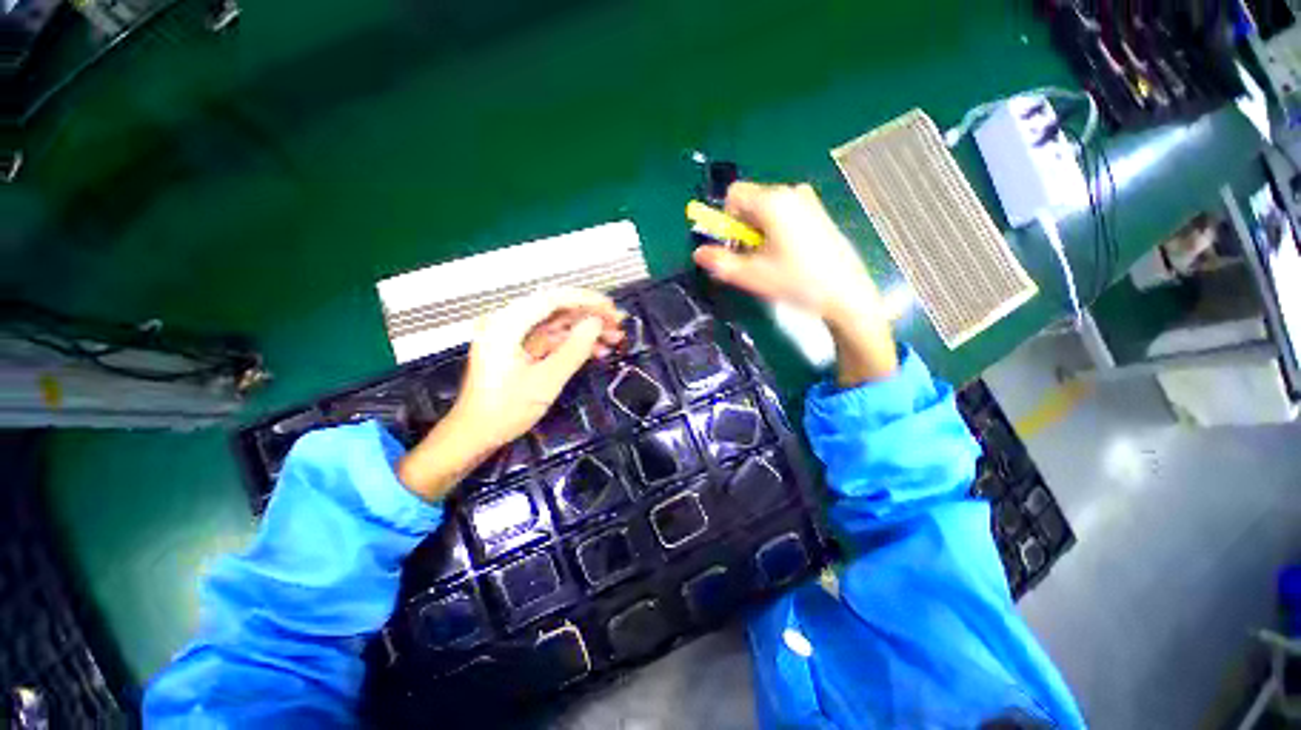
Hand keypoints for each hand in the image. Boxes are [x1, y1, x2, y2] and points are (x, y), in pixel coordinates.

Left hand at [397, 288, 623, 499]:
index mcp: (507, 325)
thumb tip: (596, 323)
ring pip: (557, 324)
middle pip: (556, 309)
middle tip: (617, 324)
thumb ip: (574, 349)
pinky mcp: (519, 348)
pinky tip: (596, 351)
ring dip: (585, 331)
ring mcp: (514, 335)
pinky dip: (573, 343)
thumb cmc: (505, 410)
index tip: (610, 308)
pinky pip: (551, 338)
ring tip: (613, 339)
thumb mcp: (546, 381)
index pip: (552, 299)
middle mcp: (508, 323)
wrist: (475, 434)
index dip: (585, 300)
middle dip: (589, 316)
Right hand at [692, 181, 897, 385]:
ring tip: (771, 261)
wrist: (846, 293)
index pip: (733, 194)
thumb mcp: (751, 275)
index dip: (726, 220)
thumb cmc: (796, 282)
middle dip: (743, 229)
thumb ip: (719, 262)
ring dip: (759, 233)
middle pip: (750, 202)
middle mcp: (791, 193)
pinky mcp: (819, 214)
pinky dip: (777, 231)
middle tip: (752, 259)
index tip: (733, 245)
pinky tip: (789, 256)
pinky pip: (785, 215)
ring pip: (767, 211)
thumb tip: (698, 253)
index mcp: (772, 202)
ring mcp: (808, 202)